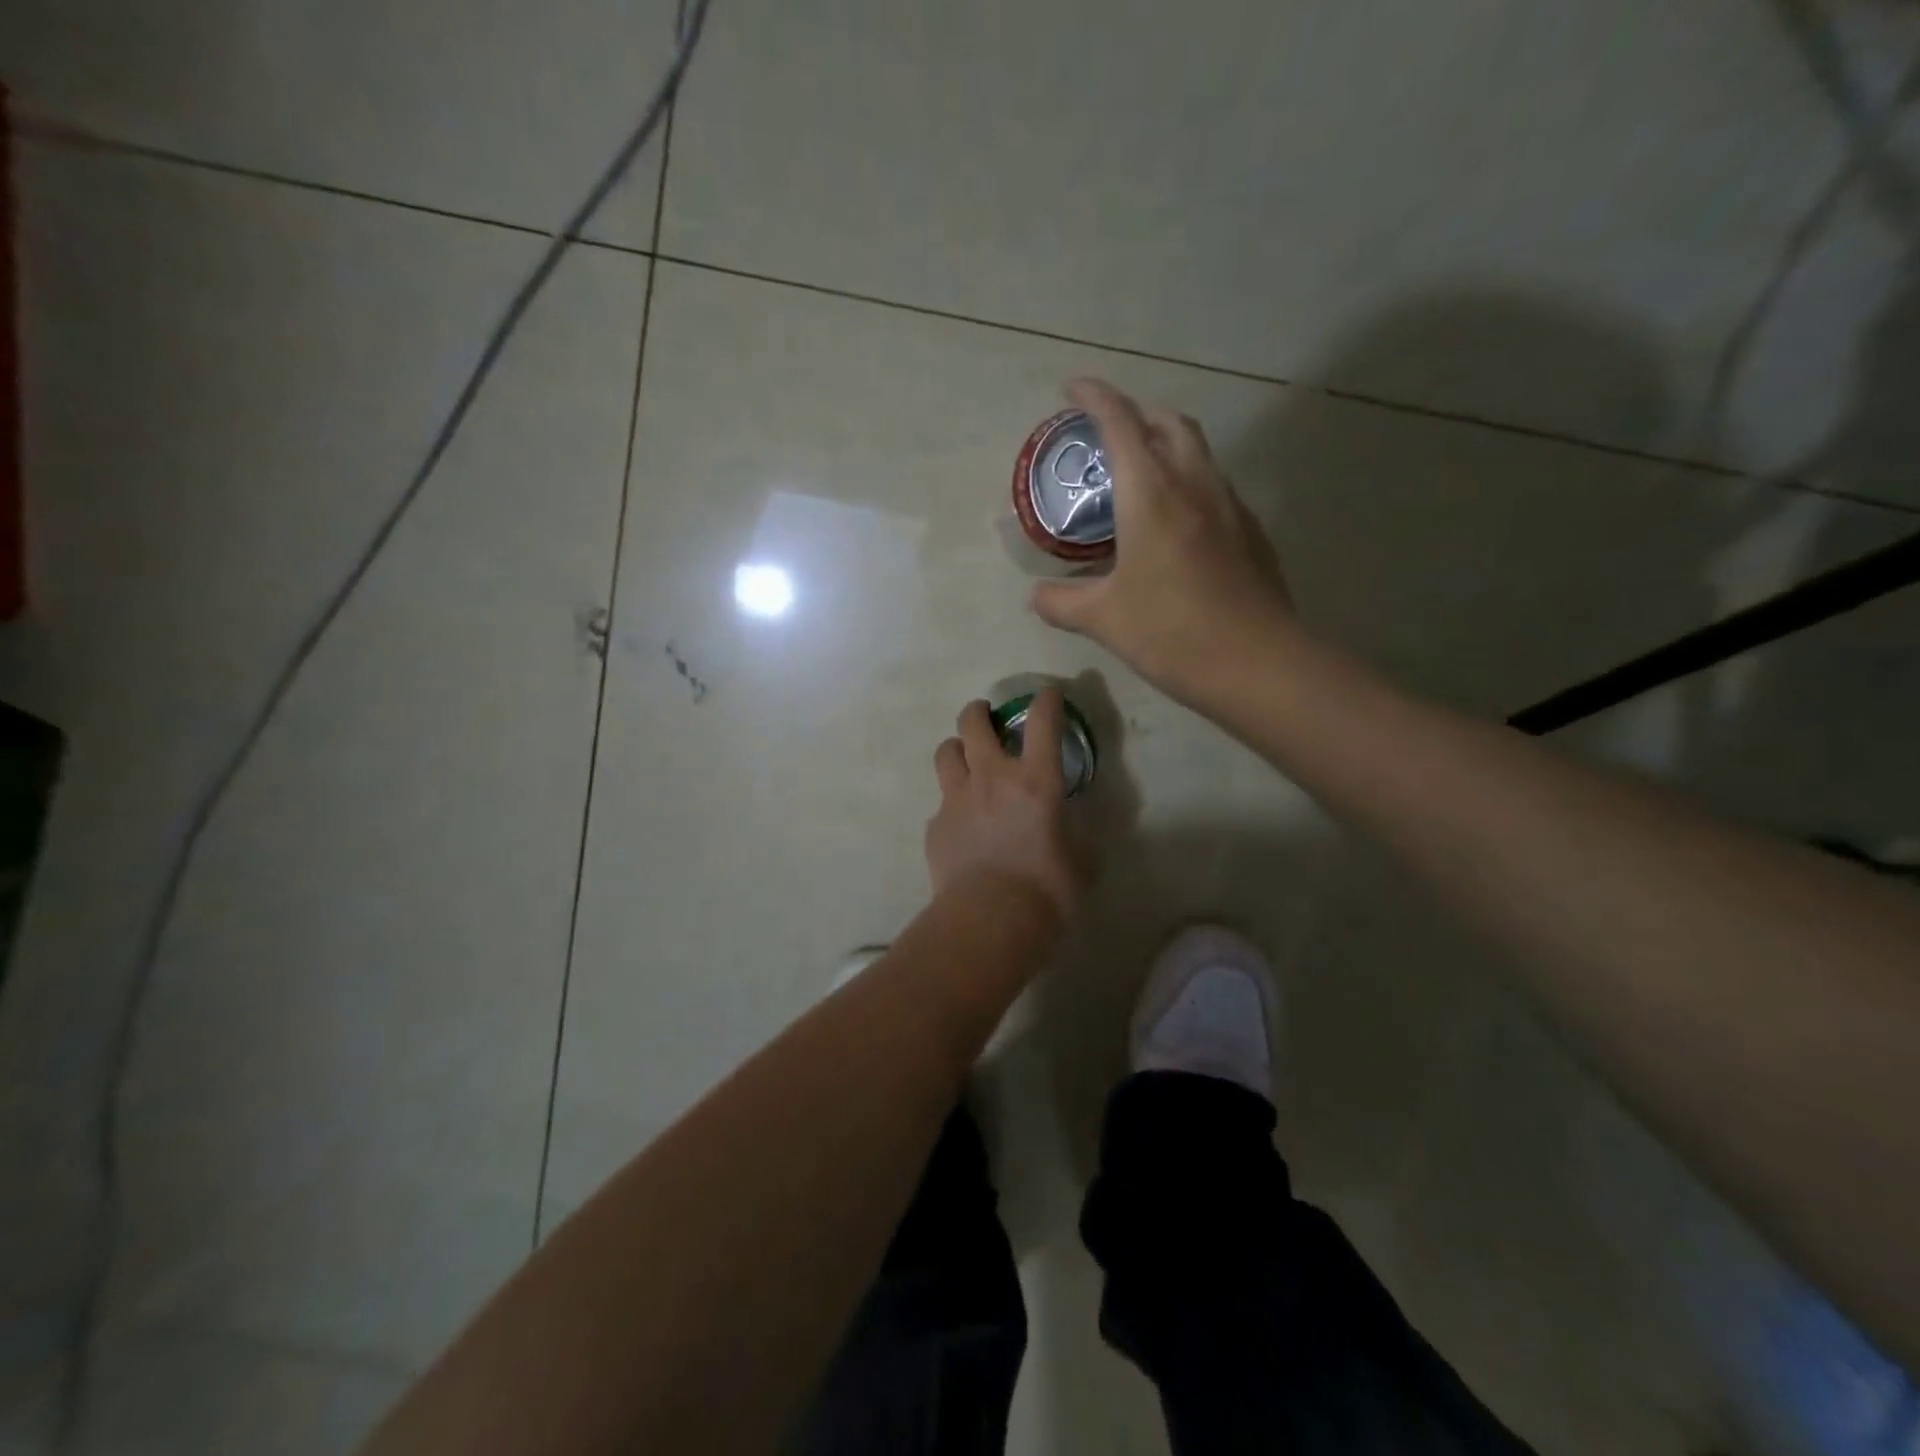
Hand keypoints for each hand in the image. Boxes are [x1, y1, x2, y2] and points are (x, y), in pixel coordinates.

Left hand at [926, 692, 1081, 920]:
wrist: (989, 920)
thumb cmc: (1047, 891)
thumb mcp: (1082, 862)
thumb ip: (1078, 838)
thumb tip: (1074, 835)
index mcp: (1036, 780)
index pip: (1043, 722)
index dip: (1046, 700)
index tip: (1049, 695)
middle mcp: (992, 777)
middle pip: (973, 723)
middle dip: (979, 711)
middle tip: (986, 717)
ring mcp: (956, 799)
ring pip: (946, 752)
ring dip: (957, 749)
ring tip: (965, 760)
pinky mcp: (936, 826)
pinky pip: (941, 803)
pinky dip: (952, 804)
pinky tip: (962, 825)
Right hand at [1031, 378, 1295, 699]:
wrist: (1256, 664)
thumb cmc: (1171, 632)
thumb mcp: (1102, 619)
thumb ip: (1061, 602)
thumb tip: (1036, 596)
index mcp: (1152, 494)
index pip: (1120, 423)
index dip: (1095, 397)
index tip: (1072, 389)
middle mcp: (1195, 486)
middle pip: (1169, 423)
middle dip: (1137, 414)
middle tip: (1109, 435)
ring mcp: (1230, 507)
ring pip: (1198, 453)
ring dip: (1167, 447)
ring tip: (1139, 479)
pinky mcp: (1251, 533)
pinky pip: (1214, 489)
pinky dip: (1189, 485)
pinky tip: (1175, 526)